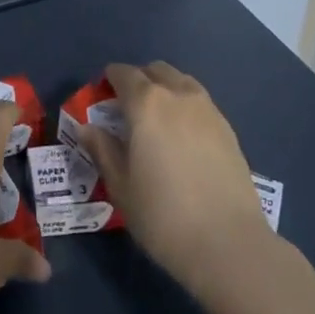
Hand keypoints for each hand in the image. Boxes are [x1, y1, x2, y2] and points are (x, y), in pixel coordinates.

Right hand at [74, 61, 274, 296]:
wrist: (228, 242)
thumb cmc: (163, 215)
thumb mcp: (121, 186)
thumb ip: (103, 150)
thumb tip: (86, 128)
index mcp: (146, 103)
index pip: (123, 74)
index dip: (110, 80)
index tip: (103, 96)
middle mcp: (177, 94)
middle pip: (155, 71)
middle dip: (139, 80)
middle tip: (128, 109)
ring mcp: (207, 109)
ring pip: (181, 81)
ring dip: (165, 89)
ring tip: (158, 120)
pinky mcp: (227, 128)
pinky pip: (200, 102)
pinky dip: (186, 107)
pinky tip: (184, 136)